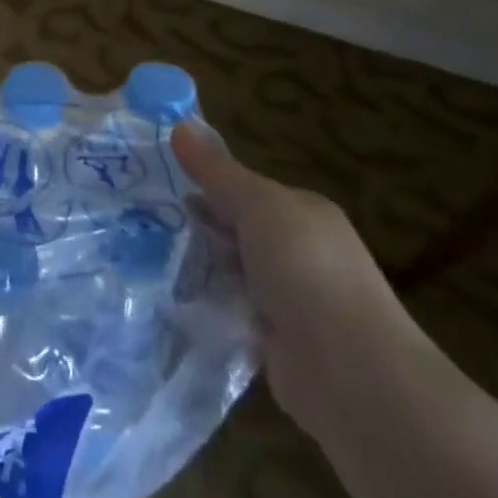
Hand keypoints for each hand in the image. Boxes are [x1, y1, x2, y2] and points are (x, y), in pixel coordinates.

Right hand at [171, 121, 433, 436]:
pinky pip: (234, 311)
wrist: (351, 373)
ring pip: (235, 271)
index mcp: (306, 214)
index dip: (208, 184)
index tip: (161, 183)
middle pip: (241, 230)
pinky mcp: (279, 342)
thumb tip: (180, 123)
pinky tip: (176, 298)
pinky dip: (211, 305)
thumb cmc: (306, 270)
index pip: (250, 190)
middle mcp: (304, 252)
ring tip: (149, 255)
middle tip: (146, 218)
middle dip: (202, 225)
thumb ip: (217, 171)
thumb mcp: (257, 206)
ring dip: (203, 265)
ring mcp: (294, 300)